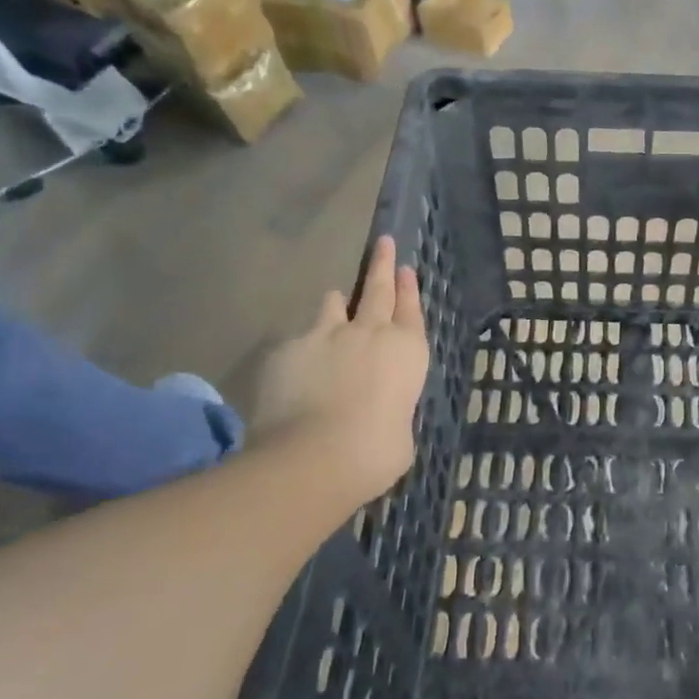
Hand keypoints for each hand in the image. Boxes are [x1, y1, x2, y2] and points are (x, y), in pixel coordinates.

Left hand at [253, 236, 429, 504]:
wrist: (313, 456)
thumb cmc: (375, 452)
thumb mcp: (401, 434)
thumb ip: (393, 410)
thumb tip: (381, 412)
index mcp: (406, 351)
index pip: (411, 309)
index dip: (409, 288)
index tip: (405, 267)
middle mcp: (369, 333)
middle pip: (378, 290)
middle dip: (382, 264)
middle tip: (383, 242)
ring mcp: (325, 336)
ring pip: (333, 305)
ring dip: (337, 305)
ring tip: (335, 304)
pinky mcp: (288, 349)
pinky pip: (298, 341)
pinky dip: (301, 350)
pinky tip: (294, 372)